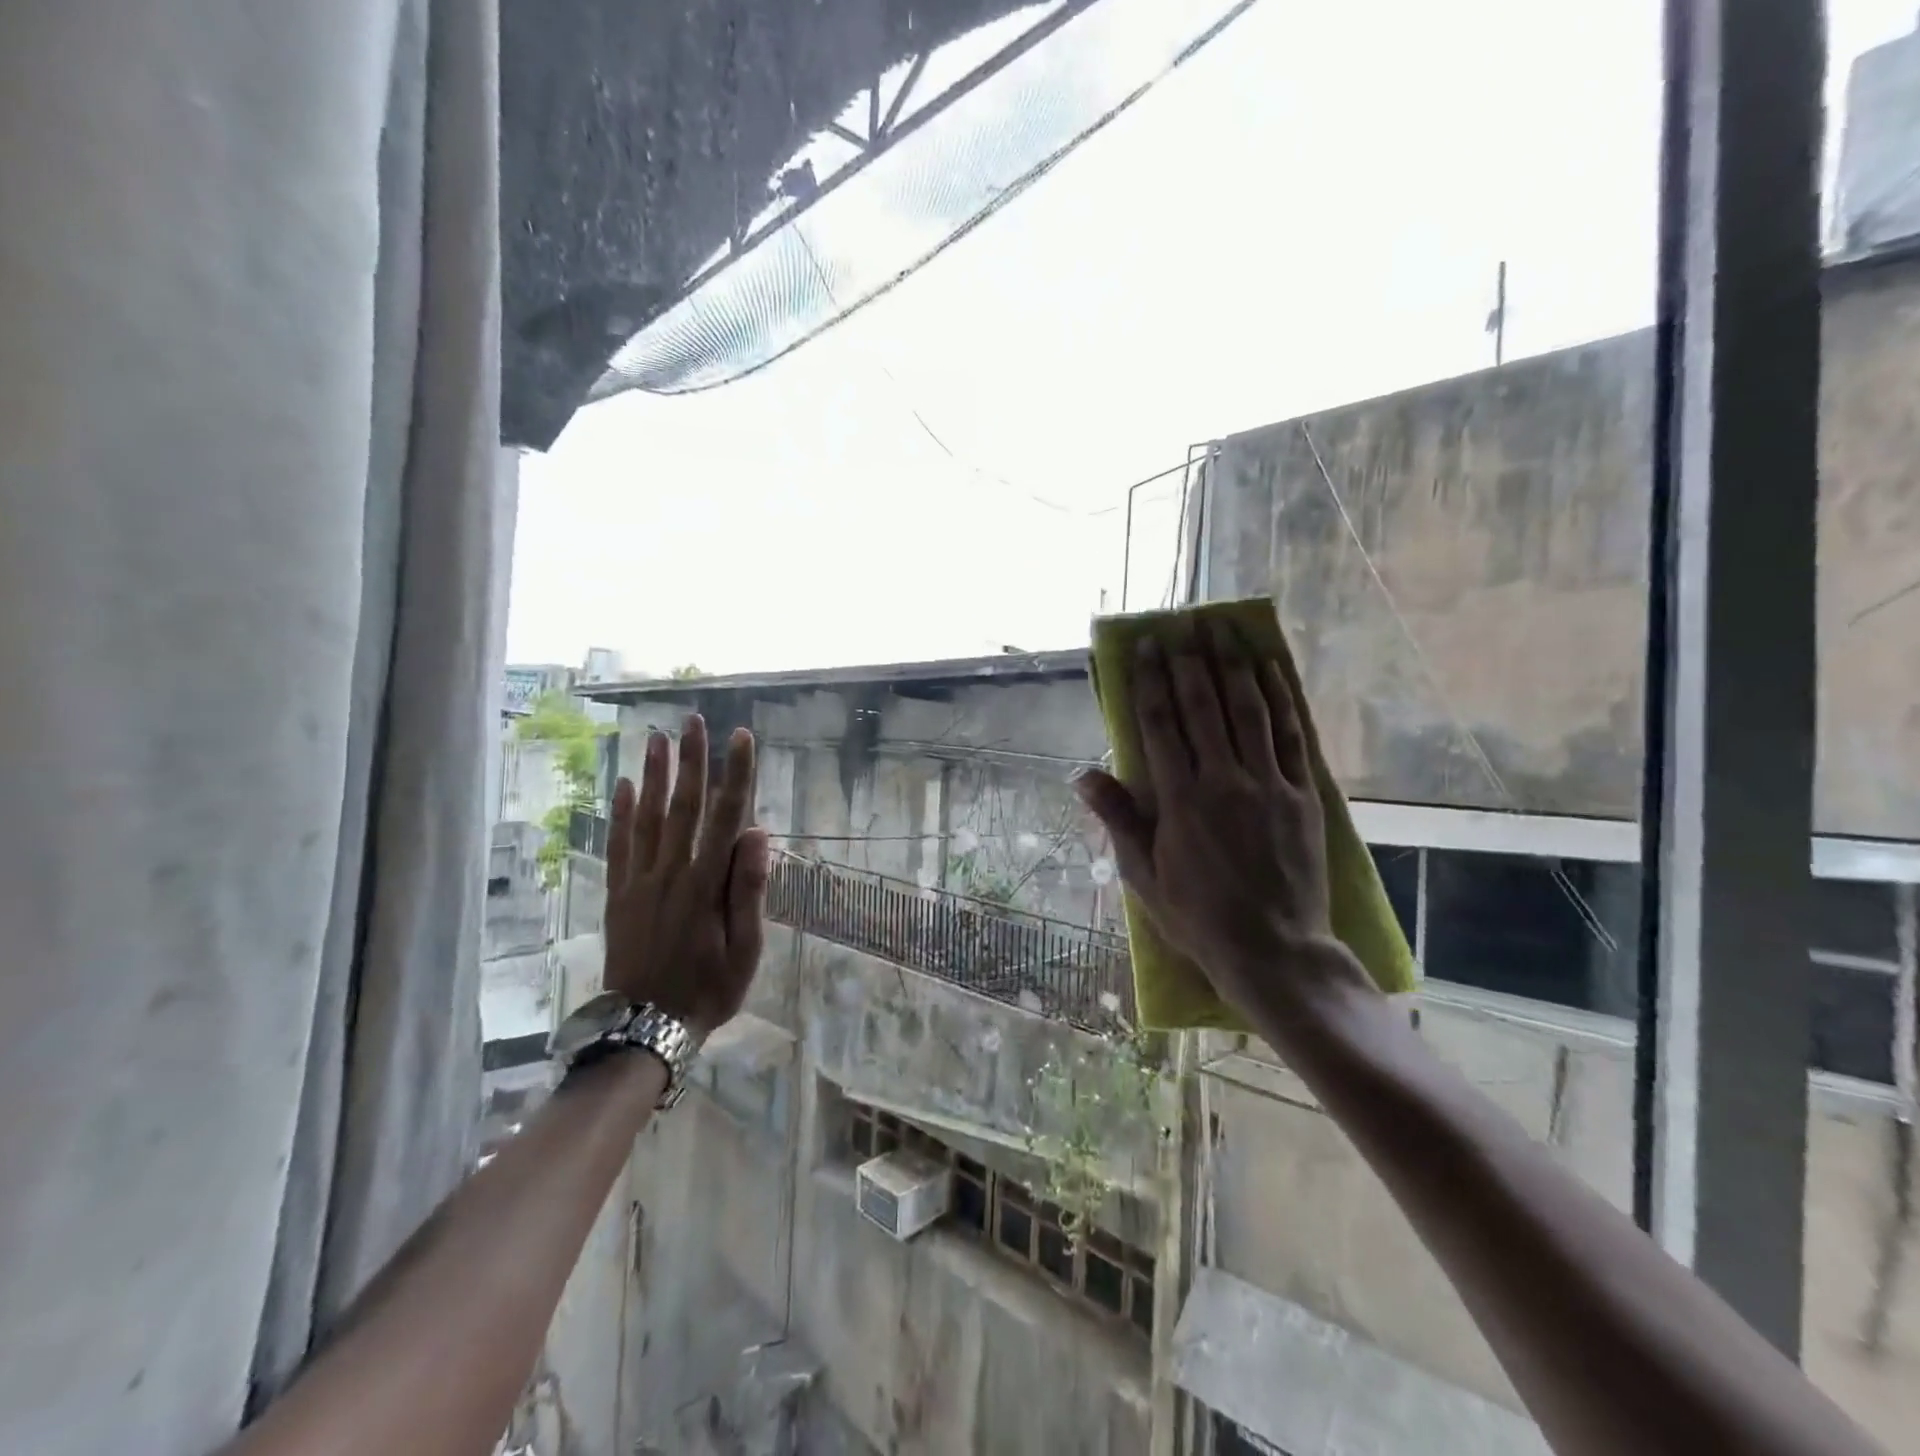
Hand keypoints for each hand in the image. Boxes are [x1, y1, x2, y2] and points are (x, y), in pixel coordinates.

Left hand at [602, 714, 769, 1041]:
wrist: (645, 1027)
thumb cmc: (708, 989)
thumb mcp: (745, 949)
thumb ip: (749, 889)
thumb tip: (757, 833)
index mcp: (707, 884)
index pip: (727, 817)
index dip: (737, 774)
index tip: (742, 738)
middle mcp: (671, 872)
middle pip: (683, 806)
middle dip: (691, 760)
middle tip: (693, 721)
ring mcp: (640, 882)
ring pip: (647, 817)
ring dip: (653, 775)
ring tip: (656, 738)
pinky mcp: (618, 895)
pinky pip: (618, 845)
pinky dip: (620, 814)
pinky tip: (622, 787)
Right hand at [1073, 627, 1375, 1032]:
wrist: (1273, 951)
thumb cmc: (1197, 916)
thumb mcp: (1143, 875)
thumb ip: (1117, 818)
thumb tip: (1082, 774)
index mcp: (1180, 800)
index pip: (1161, 724)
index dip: (1151, 681)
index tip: (1148, 648)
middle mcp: (1224, 781)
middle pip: (1204, 707)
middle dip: (1190, 663)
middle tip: (1182, 628)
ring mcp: (1269, 785)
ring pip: (1250, 711)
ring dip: (1234, 667)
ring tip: (1224, 633)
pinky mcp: (1303, 796)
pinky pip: (1293, 736)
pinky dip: (1281, 699)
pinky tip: (1271, 672)